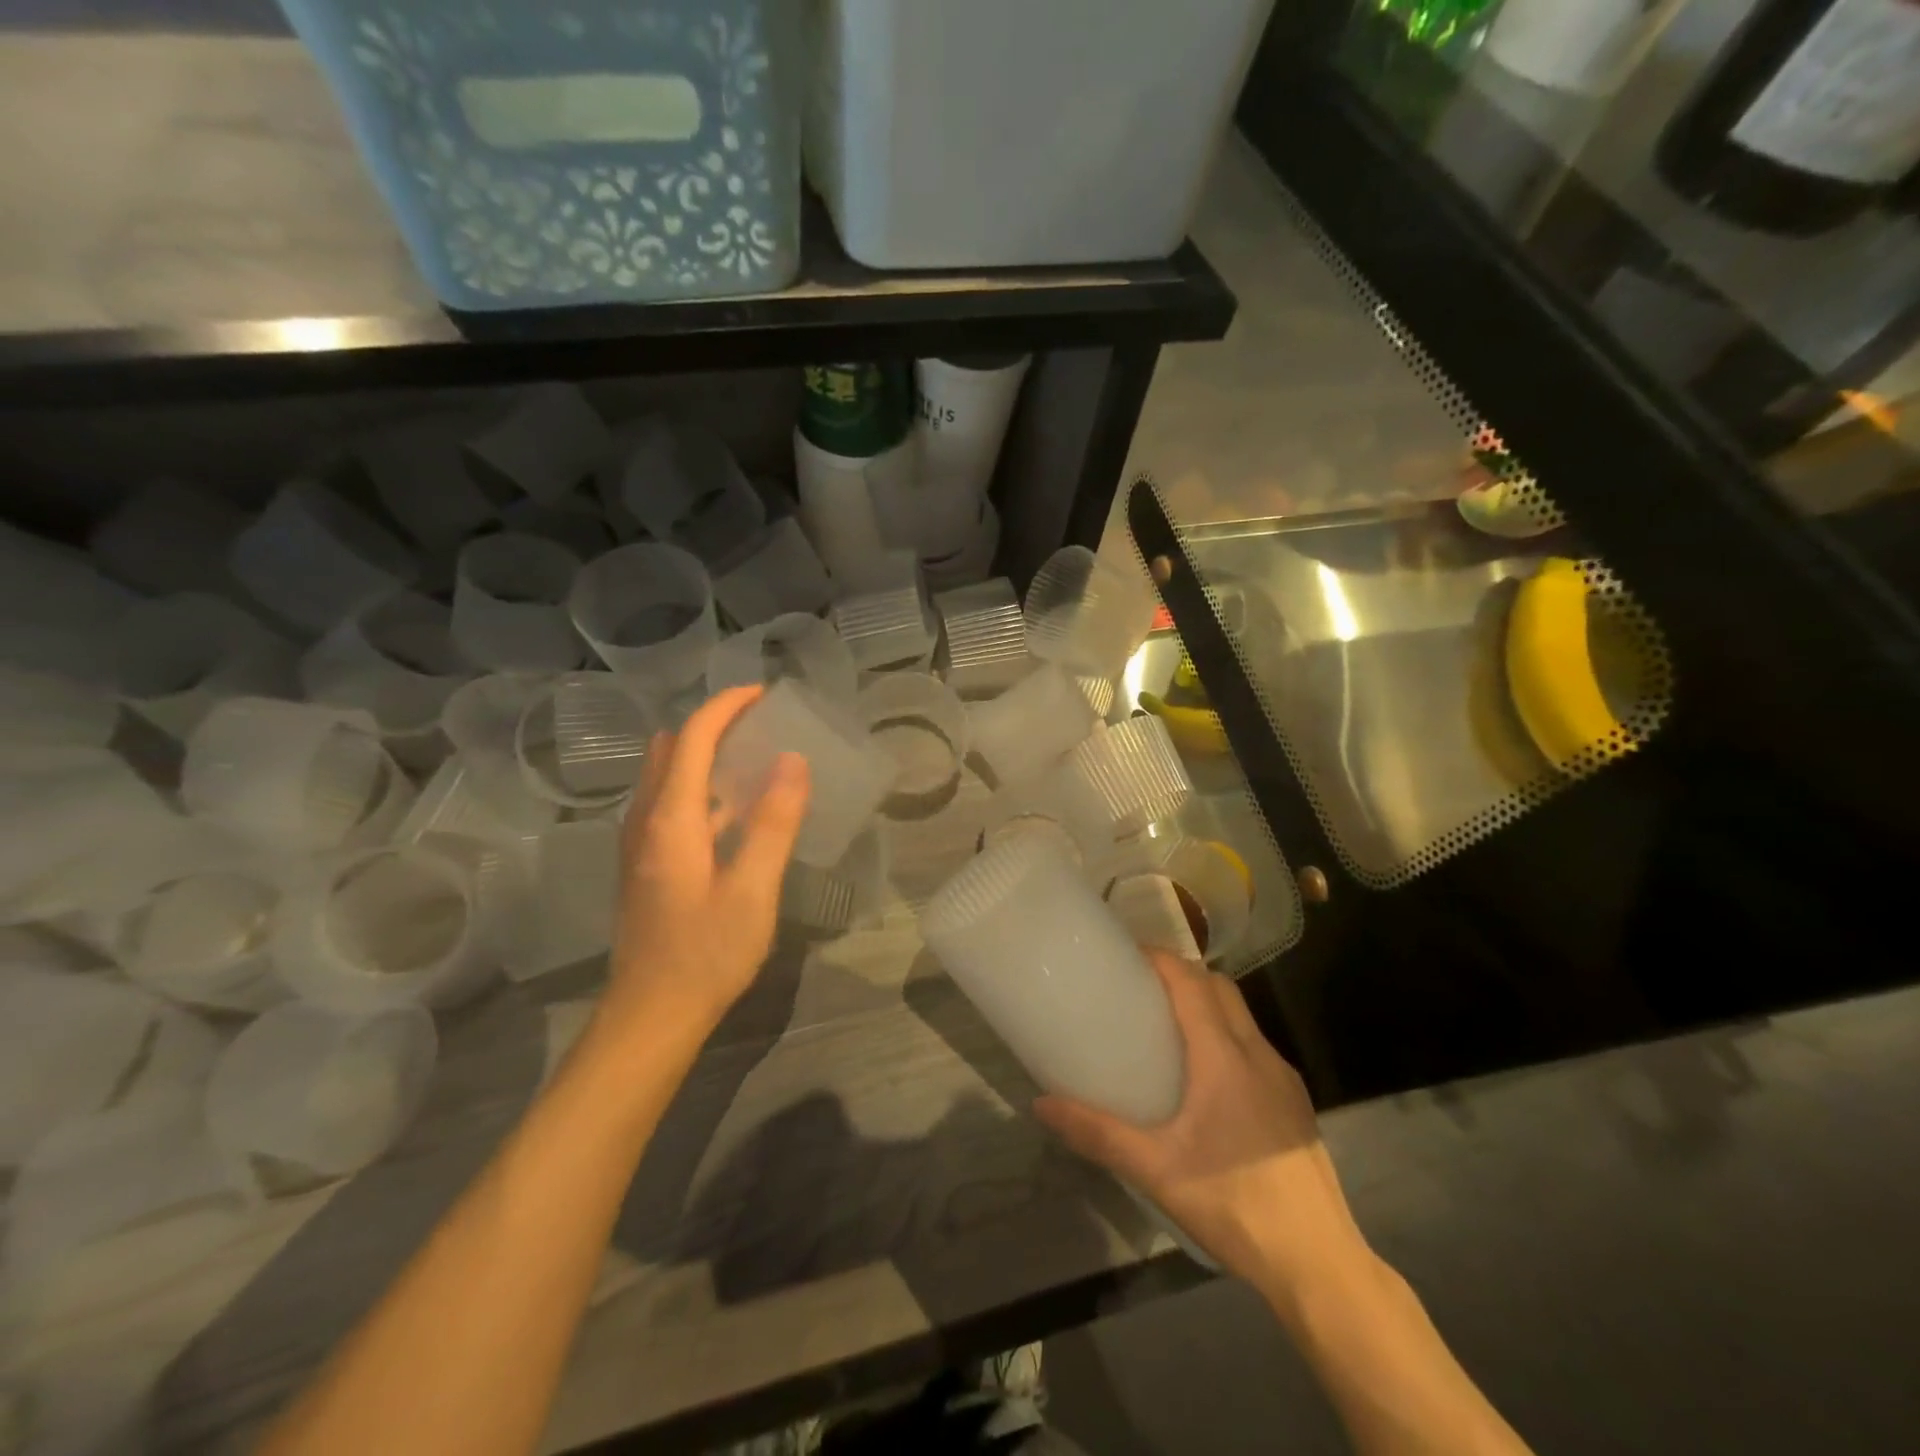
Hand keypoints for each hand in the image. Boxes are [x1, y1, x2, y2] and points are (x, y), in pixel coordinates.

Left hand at [594, 686, 809, 1052]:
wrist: (650, 1015)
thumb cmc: (706, 953)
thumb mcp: (752, 890)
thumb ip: (773, 823)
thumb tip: (792, 760)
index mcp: (670, 819)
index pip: (693, 738)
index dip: (726, 706)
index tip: (764, 693)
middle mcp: (645, 820)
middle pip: (672, 749)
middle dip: (713, 723)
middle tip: (761, 724)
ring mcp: (639, 844)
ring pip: (666, 775)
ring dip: (704, 753)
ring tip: (753, 757)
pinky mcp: (645, 865)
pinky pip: (669, 802)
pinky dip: (699, 785)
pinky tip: (734, 811)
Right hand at [1034, 951, 1369, 1302]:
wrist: (1319, 1264)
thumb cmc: (1234, 1206)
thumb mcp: (1156, 1171)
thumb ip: (1098, 1133)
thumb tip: (1042, 1104)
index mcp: (1224, 1057)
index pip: (1192, 982)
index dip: (1160, 958)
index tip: (1126, 954)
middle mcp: (1259, 1054)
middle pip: (1220, 988)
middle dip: (1182, 974)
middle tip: (1139, 986)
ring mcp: (1284, 1077)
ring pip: (1242, 1016)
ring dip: (1206, 1003)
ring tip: (1165, 1025)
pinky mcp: (1295, 1102)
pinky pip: (1254, 1045)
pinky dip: (1226, 1034)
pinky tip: (1205, 1076)